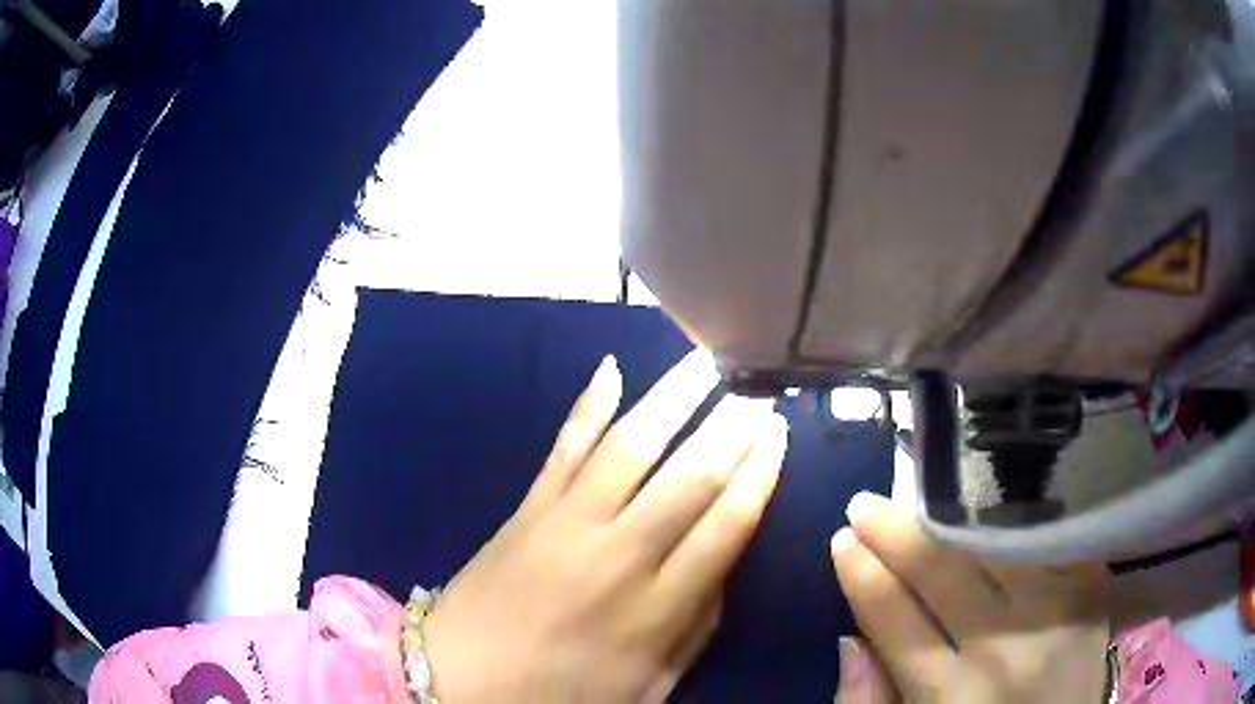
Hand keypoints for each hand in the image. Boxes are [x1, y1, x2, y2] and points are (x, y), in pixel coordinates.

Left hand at [424, 350, 788, 701]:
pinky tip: (610, 370)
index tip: (779, 433)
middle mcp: (619, 553)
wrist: (462, 678)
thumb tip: (724, 569)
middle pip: (689, 476)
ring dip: (672, 400)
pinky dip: (587, 406)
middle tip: (756, 392)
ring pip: (631, 446)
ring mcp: (567, 522)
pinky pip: (564, 446)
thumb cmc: (561, 692)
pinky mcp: (527, 508)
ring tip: (704, 364)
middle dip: (731, 429)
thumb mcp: (649, 684)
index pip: (727, 523)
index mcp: (657, 607)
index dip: (760, 473)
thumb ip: (695, 627)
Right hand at [831, 492, 1109, 702]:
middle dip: (897, 533)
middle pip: (943, 575)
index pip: (895, 622)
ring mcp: (1057, 612)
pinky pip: (1047, 538)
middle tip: (865, 504)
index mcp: (951, 699)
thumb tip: (850, 641)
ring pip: (996, 546)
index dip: (863, 576)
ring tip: (921, 497)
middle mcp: (1005, 650)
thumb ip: (872, 702)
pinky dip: (1015, 517)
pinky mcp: (1092, 590)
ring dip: (953, 517)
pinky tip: (989, 501)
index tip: (842, 541)